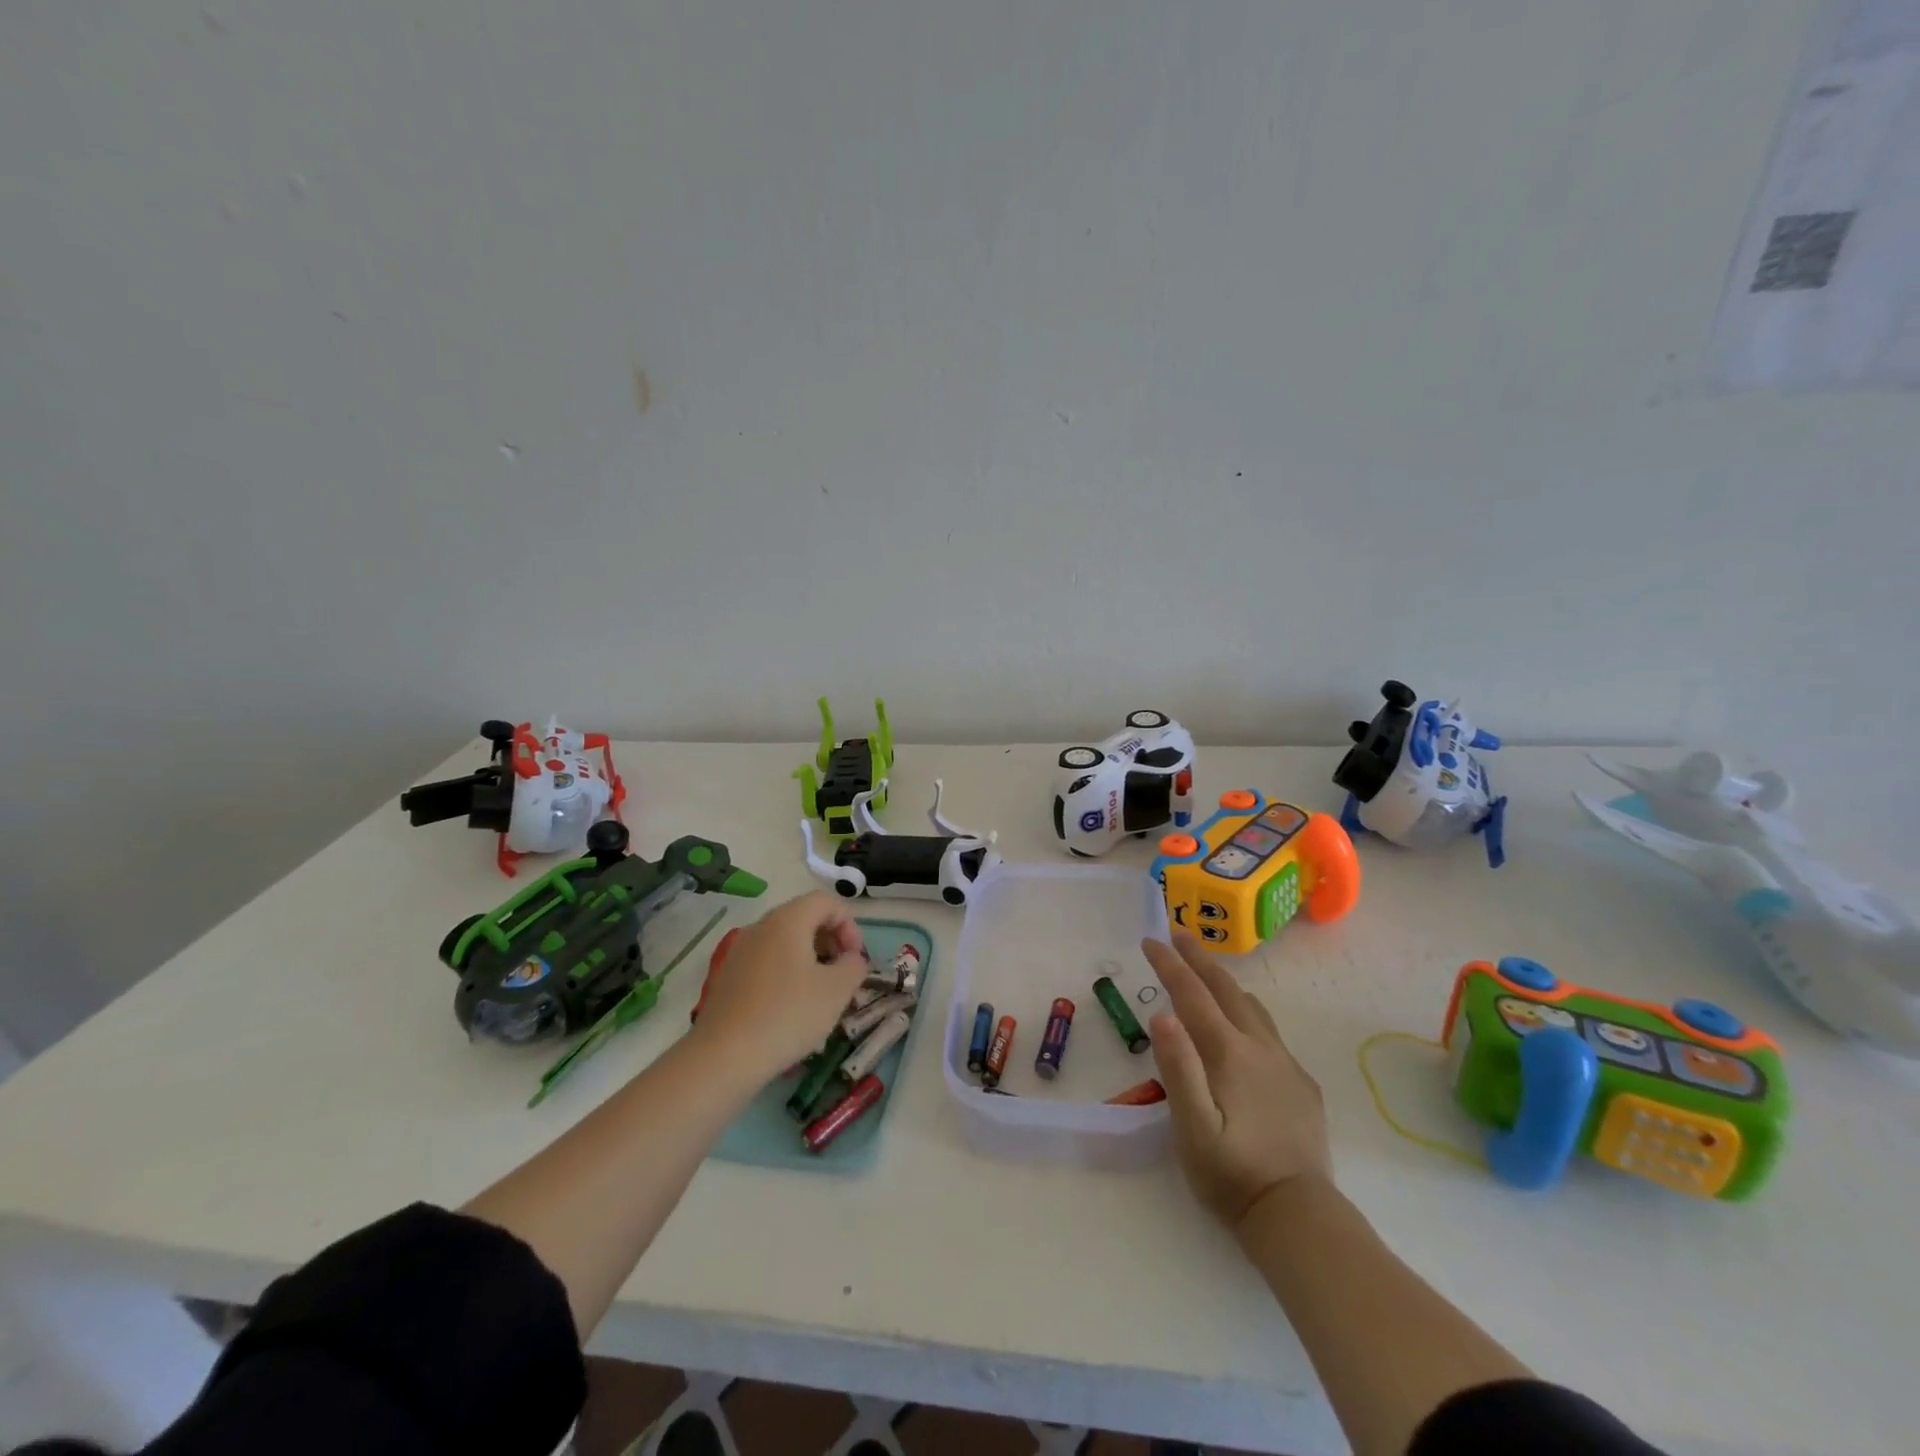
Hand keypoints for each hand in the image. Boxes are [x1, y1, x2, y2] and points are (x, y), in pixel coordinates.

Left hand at [691, 892, 869, 1078]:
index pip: (826, 902)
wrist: (723, 1057)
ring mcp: (740, 952)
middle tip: (842, 975)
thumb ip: (854, 966)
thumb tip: (852, 959)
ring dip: (810, 960)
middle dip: (830, 942)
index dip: (849, 925)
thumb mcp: (836, 991)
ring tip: (821, 995)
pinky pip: (767, 963)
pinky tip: (792, 1009)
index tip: (856, 959)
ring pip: (785, 943)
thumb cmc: (787, 1015)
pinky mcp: (728, 977)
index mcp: (788, 920)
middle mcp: (761, 927)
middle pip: (804, 918)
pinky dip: (787, 974)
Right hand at [1142, 934, 1331, 1231]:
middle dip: (1198, 959)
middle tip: (1178, 933)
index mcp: (1228, 1052)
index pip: (1192, 994)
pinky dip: (1248, 1013)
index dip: (1170, 964)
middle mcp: (1259, 1047)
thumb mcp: (1192, 1126)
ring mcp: (1285, 1064)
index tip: (1150, 939)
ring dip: (1225, 982)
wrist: (1298, 1216)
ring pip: (1252, 1007)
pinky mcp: (1301, 1084)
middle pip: (1225, 989)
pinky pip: (1270, 1033)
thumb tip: (1162, 1013)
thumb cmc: (1231, 1173)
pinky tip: (1245, 1028)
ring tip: (1209, 973)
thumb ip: (1178, 1067)